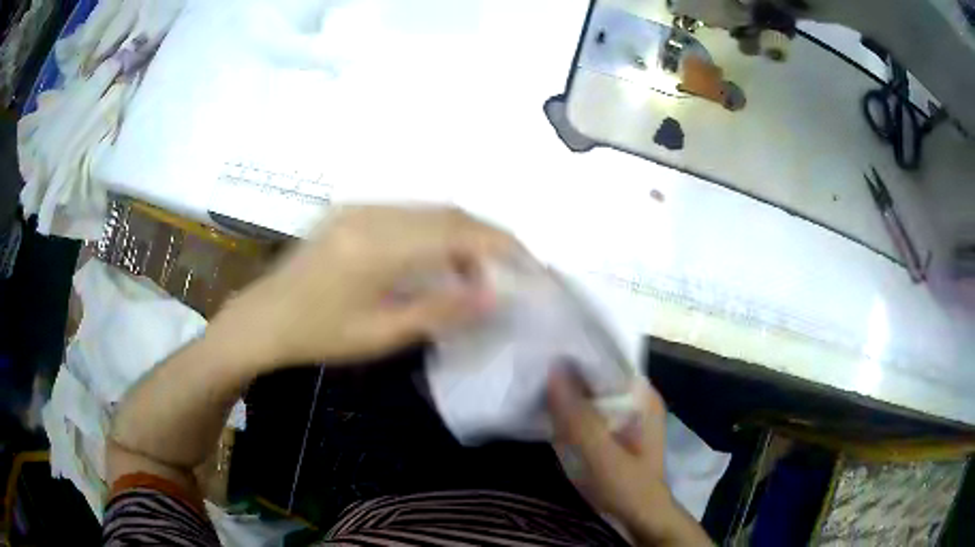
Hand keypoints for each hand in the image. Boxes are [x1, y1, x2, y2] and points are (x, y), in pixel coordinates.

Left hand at [215, 206, 517, 367]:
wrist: (265, 317)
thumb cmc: (319, 334)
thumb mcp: (381, 333)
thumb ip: (440, 311)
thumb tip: (492, 295)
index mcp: (377, 247)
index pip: (455, 231)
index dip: (498, 242)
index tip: (527, 262)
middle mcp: (370, 214)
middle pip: (446, 212)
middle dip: (484, 237)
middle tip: (505, 269)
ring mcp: (358, 207)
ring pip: (428, 209)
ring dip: (459, 233)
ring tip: (474, 269)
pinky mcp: (351, 210)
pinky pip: (406, 212)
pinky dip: (433, 230)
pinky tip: (436, 257)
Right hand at [547, 370, 711, 545]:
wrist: (638, 517)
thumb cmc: (626, 486)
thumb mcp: (601, 454)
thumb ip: (578, 417)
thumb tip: (553, 369)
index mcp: (642, 396)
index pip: (609, 360)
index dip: (578, 355)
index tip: (547, 350)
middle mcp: (635, 399)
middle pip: (597, 376)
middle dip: (569, 374)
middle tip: (533, 368)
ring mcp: (624, 415)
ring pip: (590, 393)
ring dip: (567, 393)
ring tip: (534, 383)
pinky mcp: (612, 430)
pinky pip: (587, 411)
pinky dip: (569, 410)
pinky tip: (548, 409)